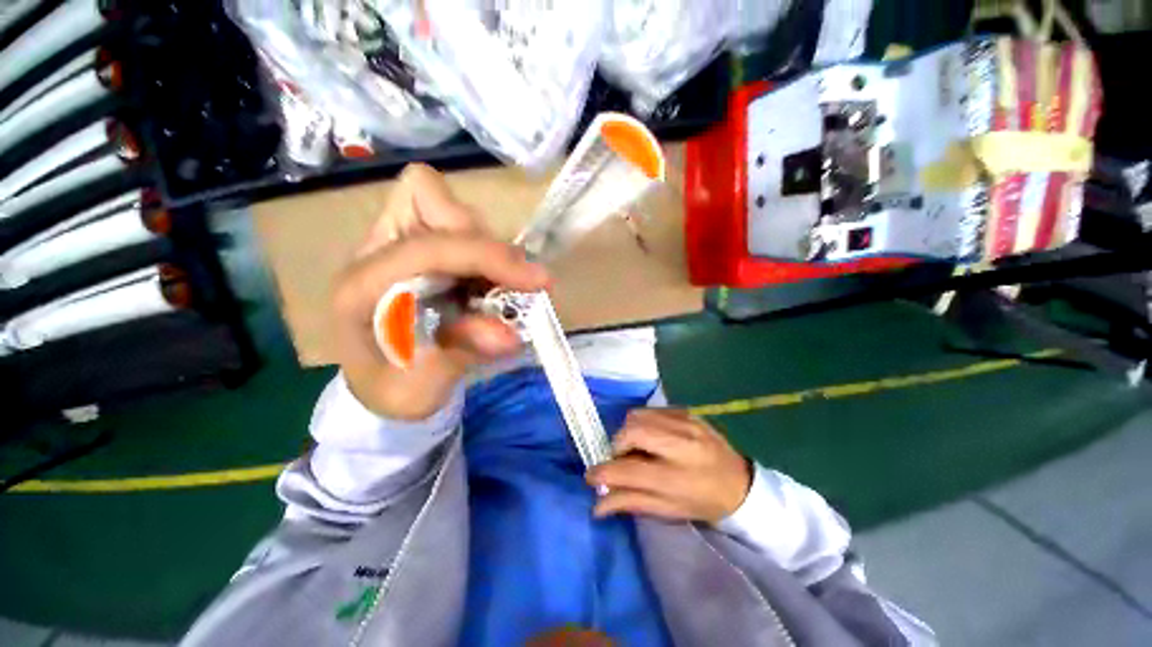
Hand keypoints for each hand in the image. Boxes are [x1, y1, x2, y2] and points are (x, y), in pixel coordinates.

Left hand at [331, 164, 548, 419]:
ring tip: (502, 292)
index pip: (429, 246)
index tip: (535, 282)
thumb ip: (459, 357)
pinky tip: (495, 287)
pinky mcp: (424, 248)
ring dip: (489, 248)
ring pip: (451, 208)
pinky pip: (463, 227)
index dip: (485, 257)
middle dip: (484, 242)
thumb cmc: (391, 391)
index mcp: (362, 287)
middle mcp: (377, 253)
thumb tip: (510, 334)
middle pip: (431, 200)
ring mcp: (400, 245)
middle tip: (513, 285)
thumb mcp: (417, 391)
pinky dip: (489, 253)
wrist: (379, 383)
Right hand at [586, 409, 752, 523]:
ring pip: (638, 416)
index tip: (590, 476)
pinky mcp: (687, 411)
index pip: (629, 470)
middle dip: (617, 444)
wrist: (740, 483)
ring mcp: (685, 423)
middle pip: (631, 431)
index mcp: (677, 477)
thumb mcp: (669, 510)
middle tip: (621, 458)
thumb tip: (596, 504)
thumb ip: (631, 503)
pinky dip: (643, 422)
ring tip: (638, 447)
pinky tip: (653, 436)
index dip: (603, 472)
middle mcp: (680, 445)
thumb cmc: (703, 502)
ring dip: (629, 432)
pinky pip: (651, 410)